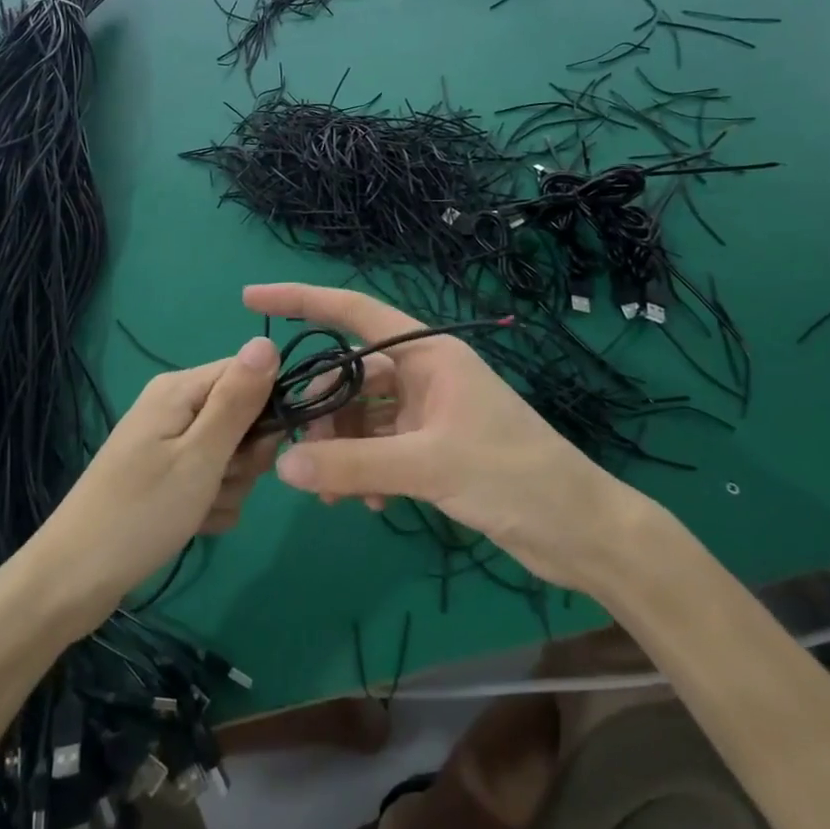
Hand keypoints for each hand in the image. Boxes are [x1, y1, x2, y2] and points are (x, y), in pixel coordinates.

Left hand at [32, 337, 278, 631]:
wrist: (75, 580)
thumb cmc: (142, 511)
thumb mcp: (200, 455)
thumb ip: (238, 400)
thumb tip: (267, 340)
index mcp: (180, 390)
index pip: (248, 374)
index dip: (266, 409)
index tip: (261, 447)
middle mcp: (175, 409)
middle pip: (243, 418)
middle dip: (245, 458)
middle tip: (220, 481)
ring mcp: (170, 446)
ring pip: (232, 457)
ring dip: (229, 488)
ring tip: (199, 508)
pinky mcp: (168, 479)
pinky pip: (212, 483)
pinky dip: (211, 506)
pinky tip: (193, 524)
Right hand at [245, 283, 634, 592]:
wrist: (578, 529)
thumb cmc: (515, 475)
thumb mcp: (430, 465)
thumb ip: (353, 464)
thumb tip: (282, 466)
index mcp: (429, 353)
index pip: (354, 313)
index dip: (302, 300)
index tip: (251, 299)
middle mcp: (424, 373)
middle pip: (349, 375)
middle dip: (320, 411)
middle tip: (296, 454)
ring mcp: (427, 411)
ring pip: (360, 415)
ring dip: (341, 450)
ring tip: (334, 495)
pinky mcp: (431, 446)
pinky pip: (378, 446)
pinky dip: (363, 469)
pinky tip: (368, 504)